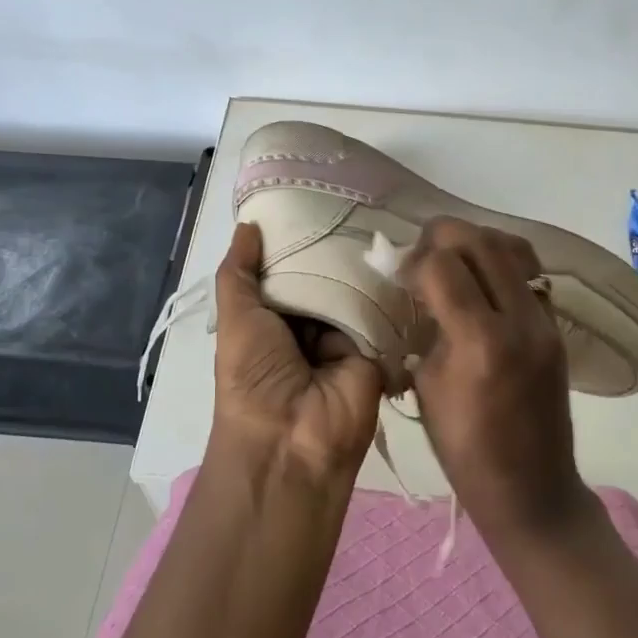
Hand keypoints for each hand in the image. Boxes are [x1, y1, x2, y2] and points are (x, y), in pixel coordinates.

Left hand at [210, 222, 384, 482]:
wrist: (293, 441)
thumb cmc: (254, 376)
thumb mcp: (236, 318)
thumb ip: (239, 272)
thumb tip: (248, 225)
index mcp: (273, 318)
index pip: (289, 268)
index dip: (298, 239)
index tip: (317, 197)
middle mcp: (309, 325)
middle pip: (325, 276)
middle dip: (335, 247)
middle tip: (359, 197)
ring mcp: (344, 337)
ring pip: (354, 289)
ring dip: (362, 264)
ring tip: (383, 214)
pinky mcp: (376, 348)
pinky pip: (381, 311)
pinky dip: (386, 288)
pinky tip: (401, 251)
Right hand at [400, 218, 587, 537]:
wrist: (532, 489)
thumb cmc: (465, 450)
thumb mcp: (427, 387)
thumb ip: (426, 328)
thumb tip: (419, 286)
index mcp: (480, 342)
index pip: (443, 264)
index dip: (414, 260)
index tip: (401, 276)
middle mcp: (520, 321)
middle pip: (481, 241)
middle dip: (443, 237)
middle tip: (423, 258)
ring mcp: (545, 322)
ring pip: (513, 247)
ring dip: (476, 243)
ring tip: (454, 263)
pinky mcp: (557, 327)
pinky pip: (529, 273)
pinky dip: (501, 263)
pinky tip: (482, 285)